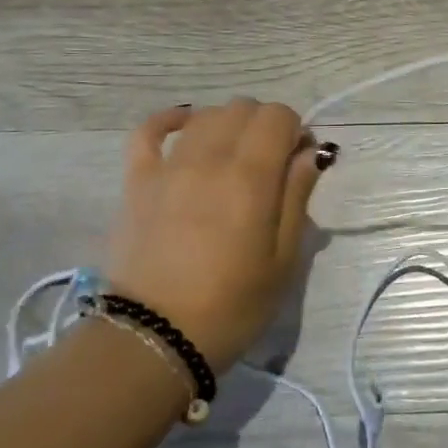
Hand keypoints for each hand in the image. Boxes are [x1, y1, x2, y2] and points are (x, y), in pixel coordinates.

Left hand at [105, 99, 332, 371]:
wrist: (155, 339)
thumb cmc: (232, 306)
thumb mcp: (283, 260)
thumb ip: (297, 197)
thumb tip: (310, 153)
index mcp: (251, 177)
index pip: (278, 116)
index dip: (295, 131)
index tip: (298, 162)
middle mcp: (209, 158)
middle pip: (243, 109)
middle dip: (265, 126)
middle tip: (271, 165)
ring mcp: (168, 166)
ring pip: (205, 116)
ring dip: (228, 125)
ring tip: (234, 157)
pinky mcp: (137, 181)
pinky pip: (148, 131)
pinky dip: (171, 121)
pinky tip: (186, 125)